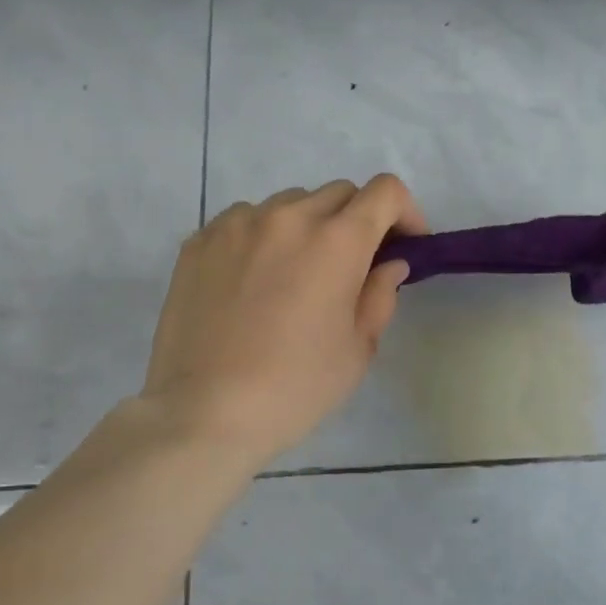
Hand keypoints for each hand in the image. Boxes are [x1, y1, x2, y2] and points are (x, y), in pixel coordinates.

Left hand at [140, 176, 427, 467]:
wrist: (203, 412)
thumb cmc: (295, 387)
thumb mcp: (358, 348)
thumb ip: (380, 294)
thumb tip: (389, 264)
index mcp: (337, 241)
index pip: (385, 192)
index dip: (405, 212)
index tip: (404, 245)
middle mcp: (289, 217)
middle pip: (340, 193)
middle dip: (358, 220)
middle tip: (353, 265)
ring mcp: (238, 224)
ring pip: (290, 204)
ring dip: (308, 226)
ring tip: (296, 273)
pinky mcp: (200, 240)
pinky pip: (245, 220)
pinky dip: (263, 237)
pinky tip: (253, 280)